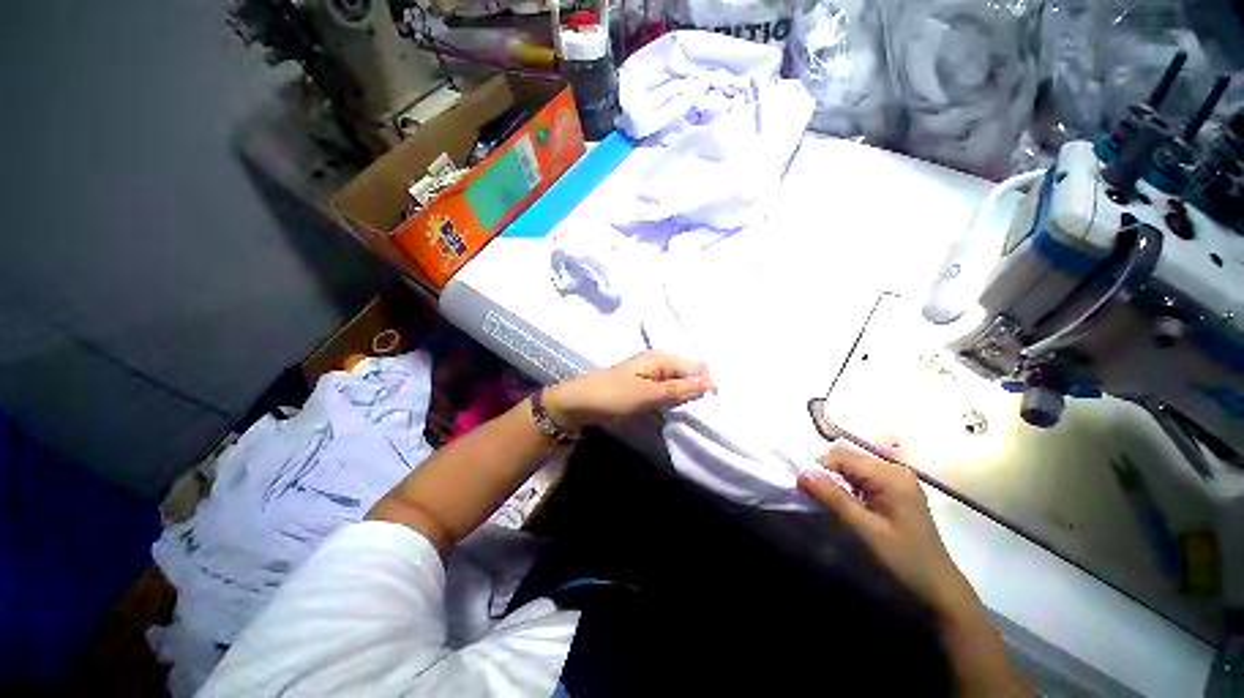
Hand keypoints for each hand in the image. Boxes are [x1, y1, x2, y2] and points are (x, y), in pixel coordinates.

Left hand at [543, 350, 715, 429]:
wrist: (581, 402)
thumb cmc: (615, 395)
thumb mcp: (649, 394)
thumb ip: (680, 389)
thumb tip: (710, 383)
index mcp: (662, 357)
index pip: (696, 366)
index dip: (708, 382)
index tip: (713, 403)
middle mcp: (659, 360)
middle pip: (689, 371)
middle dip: (699, 387)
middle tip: (704, 409)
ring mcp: (651, 372)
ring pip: (679, 381)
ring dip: (687, 393)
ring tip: (694, 410)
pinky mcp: (645, 384)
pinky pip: (668, 388)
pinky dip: (675, 397)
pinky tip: (678, 407)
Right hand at [797, 443, 975, 616]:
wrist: (938, 586)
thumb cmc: (904, 558)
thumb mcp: (866, 530)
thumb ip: (834, 499)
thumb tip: (801, 475)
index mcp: (891, 476)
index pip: (844, 457)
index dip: (820, 467)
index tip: (805, 486)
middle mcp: (895, 469)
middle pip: (849, 457)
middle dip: (827, 471)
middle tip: (816, 494)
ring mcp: (898, 478)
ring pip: (853, 465)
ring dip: (837, 478)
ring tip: (829, 500)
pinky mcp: (896, 488)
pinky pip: (863, 476)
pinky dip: (848, 484)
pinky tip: (847, 502)